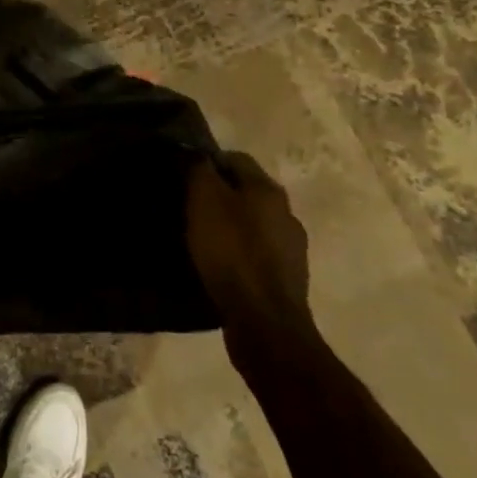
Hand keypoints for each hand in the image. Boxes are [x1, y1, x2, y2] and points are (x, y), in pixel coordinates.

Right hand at [186, 152, 315, 372]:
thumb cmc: (231, 253)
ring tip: (202, 240)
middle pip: (247, 192)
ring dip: (231, 226)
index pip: (236, 158)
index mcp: (268, 189)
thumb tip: (197, 155)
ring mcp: (292, 248)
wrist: (265, 322)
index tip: (184, 176)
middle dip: (220, 195)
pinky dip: (239, 255)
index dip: (208, 162)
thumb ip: (200, 171)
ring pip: (254, 224)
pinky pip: (258, 255)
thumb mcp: (205, 202)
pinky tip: (221, 267)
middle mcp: (286, 212)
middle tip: (189, 207)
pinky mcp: (288, 280)